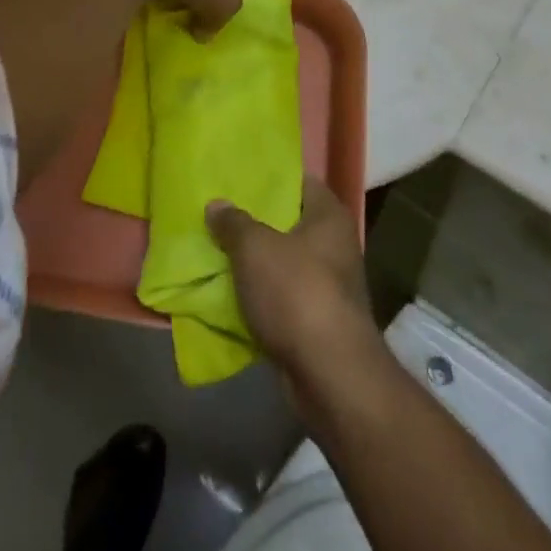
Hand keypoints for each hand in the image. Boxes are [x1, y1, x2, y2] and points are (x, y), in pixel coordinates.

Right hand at [207, 176, 379, 406]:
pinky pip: (281, 296)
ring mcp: (329, 285)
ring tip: (216, 248)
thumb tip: (217, 205)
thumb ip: (233, 223)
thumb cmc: (297, 294)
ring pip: (283, 262)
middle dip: (255, 220)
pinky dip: (259, 295)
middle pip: (289, 222)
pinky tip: (229, 291)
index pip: (299, 181)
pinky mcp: (318, 320)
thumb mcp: (255, 249)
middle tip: (218, 211)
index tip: (237, 175)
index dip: (269, 176)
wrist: (330, 375)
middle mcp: (335, 244)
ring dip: (254, 261)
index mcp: (329, 216)